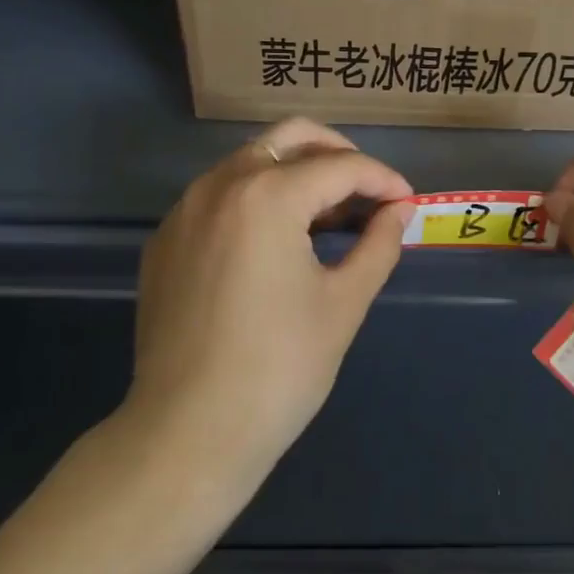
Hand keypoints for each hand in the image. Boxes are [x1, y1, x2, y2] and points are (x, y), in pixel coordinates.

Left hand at [127, 118, 413, 483]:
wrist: (185, 435)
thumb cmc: (278, 369)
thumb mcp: (343, 303)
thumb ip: (378, 245)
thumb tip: (399, 211)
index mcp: (268, 195)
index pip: (341, 166)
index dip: (383, 179)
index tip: (407, 202)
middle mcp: (221, 184)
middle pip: (291, 137)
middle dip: (338, 152)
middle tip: (368, 188)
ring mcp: (185, 209)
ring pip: (251, 160)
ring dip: (296, 172)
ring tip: (328, 213)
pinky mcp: (165, 239)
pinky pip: (220, 195)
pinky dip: (256, 198)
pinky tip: (275, 240)